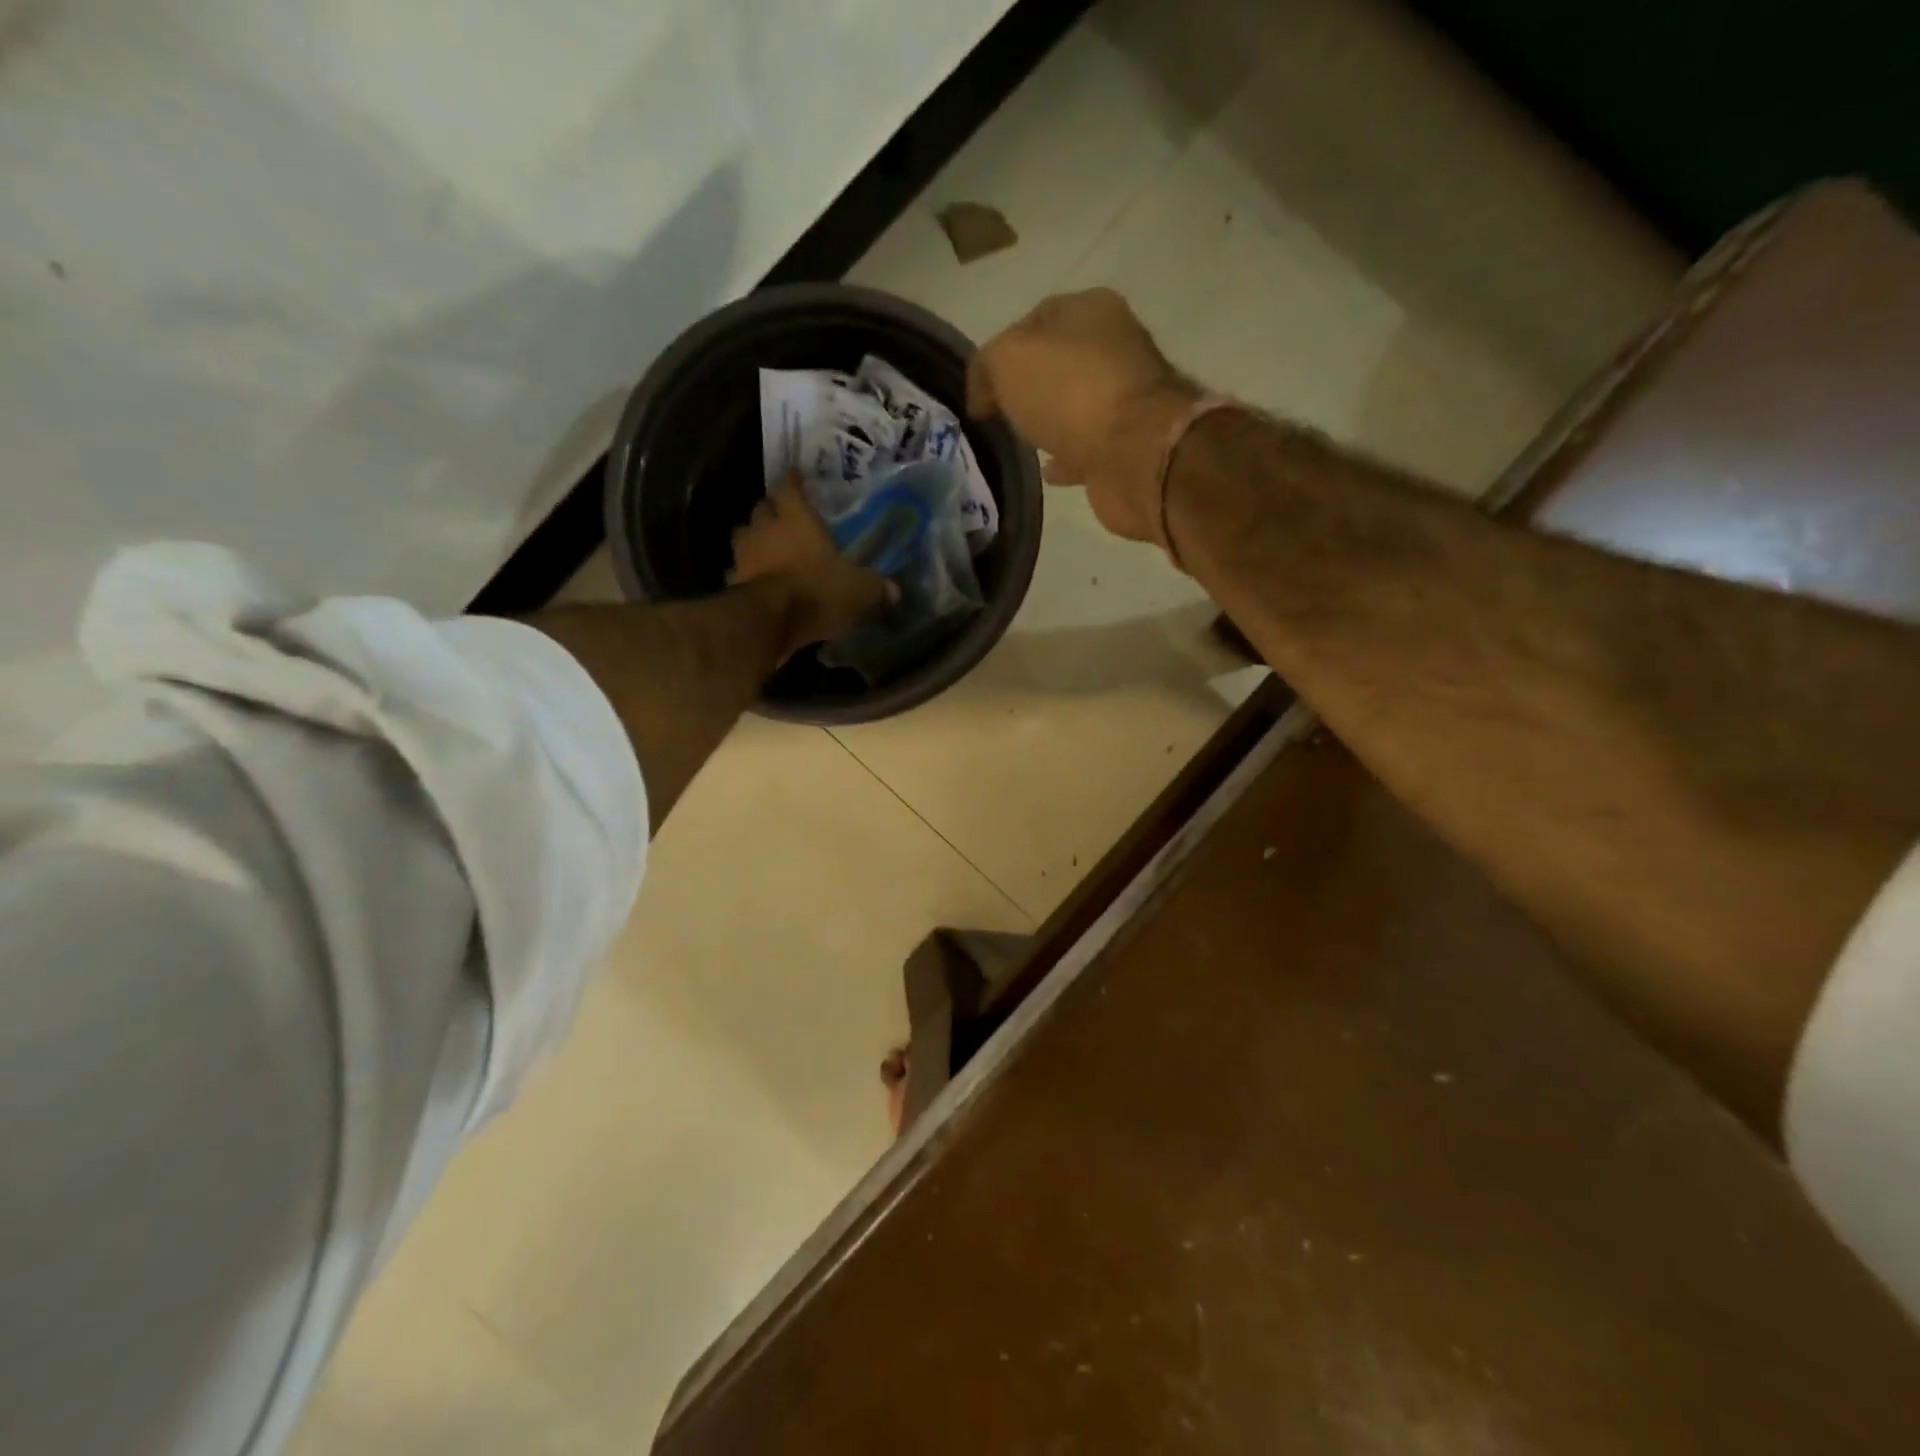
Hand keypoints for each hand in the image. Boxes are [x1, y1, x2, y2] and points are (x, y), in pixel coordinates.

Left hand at [729, 474, 893, 656]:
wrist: (770, 622)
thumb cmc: (817, 590)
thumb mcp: (859, 590)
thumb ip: (876, 588)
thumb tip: (894, 592)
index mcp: (796, 519)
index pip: (789, 487)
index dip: (792, 482)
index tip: (795, 477)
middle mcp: (765, 529)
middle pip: (762, 509)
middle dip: (771, 510)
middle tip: (783, 516)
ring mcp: (744, 556)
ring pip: (744, 537)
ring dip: (754, 539)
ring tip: (766, 547)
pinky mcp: (732, 584)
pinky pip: (737, 571)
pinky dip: (744, 573)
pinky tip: (754, 581)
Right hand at [967, 288, 1198, 547]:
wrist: (1134, 452)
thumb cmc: (1070, 391)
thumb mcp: (1006, 360)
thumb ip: (986, 367)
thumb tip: (984, 397)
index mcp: (1091, 309)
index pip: (1035, 320)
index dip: (1002, 351)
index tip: (982, 389)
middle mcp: (1116, 346)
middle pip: (1059, 363)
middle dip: (1030, 386)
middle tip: (1000, 414)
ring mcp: (1127, 398)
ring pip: (1075, 406)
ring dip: (1050, 421)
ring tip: (1021, 441)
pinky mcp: (1129, 445)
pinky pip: (1088, 448)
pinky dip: (1067, 457)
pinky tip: (1048, 471)